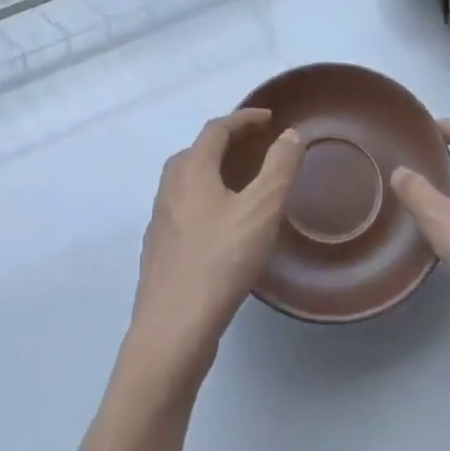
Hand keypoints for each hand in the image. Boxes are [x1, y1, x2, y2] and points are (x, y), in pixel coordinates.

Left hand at [126, 109, 303, 385]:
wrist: (171, 331)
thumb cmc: (219, 262)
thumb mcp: (261, 210)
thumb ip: (279, 168)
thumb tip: (290, 135)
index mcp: (191, 170)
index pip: (217, 129)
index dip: (244, 119)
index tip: (269, 118)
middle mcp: (169, 189)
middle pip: (196, 152)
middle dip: (226, 143)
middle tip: (255, 148)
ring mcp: (160, 222)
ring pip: (187, 183)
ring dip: (214, 172)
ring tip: (241, 185)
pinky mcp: (159, 252)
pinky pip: (184, 210)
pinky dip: (205, 202)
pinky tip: (222, 228)